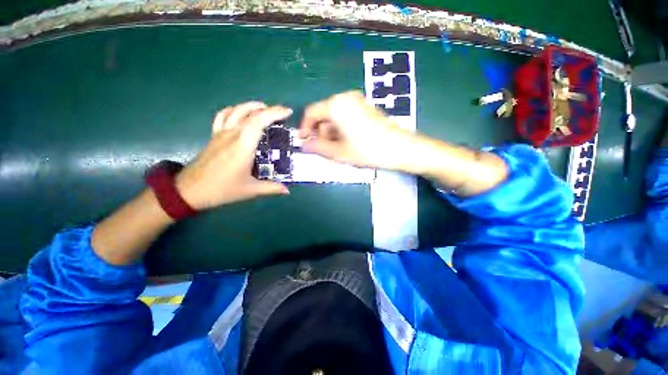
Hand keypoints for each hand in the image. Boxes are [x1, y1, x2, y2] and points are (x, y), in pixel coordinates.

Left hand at [175, 102, 291, 209]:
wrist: (189, 191)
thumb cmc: (222, 189)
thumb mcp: (250, 190)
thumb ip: (271, 188)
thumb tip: (287, 190)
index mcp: (243, 146)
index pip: (259, 121)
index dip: (274, 113)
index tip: (288, 112)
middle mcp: (232, 135)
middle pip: (250, 113)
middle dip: (269, 109)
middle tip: (281, 113)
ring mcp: (221, 134)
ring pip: (235, 110)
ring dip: (251, 106)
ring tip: (264, 109)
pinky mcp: (214, 136)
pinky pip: (223, 116)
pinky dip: (233, 110)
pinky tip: (240, 113)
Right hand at [299, 91, 418, 170]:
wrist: (399, 147)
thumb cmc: (367, 150)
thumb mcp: (339, 152)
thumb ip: (318, 147)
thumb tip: (304, 145)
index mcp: (336, 105)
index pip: (311, 113)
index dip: (304, 128)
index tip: (303, 142)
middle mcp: (345, 98)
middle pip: (324, 114)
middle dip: (320, 132)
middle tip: (323, 149)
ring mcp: (357, 101)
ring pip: (335, 116)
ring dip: (331, 132)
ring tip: (337, 148)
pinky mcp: (365, 107)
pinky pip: (346, 116)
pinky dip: (341, 128)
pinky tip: (347, 142)